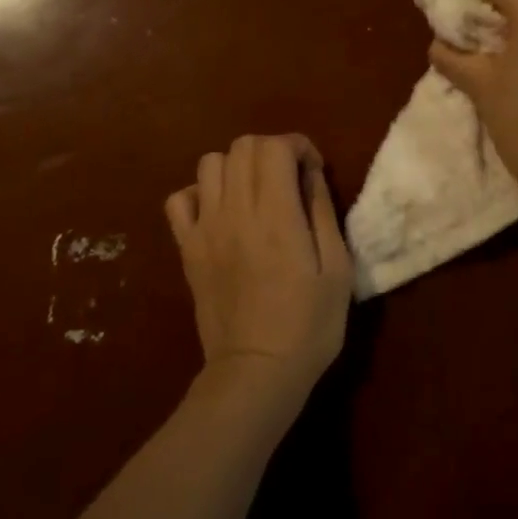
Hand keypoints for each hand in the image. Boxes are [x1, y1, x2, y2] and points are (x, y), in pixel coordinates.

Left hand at [164, 134, 352, 398]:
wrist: (256, 373)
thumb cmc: (309, 325)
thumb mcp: (338, 269)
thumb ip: (323, 212)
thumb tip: (311, 173)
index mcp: (277, 214)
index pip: (276, 146)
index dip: (299, 146)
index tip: (313, 170)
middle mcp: (235, 211)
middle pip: (243, 146)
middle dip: (271, 150)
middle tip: (290, 179)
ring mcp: (205, 228)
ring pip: (210, 163)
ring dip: (237, 166)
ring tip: (256, 192)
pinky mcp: (186, 249)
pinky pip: (179, 199)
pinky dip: (200, 193)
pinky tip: (221, 213)